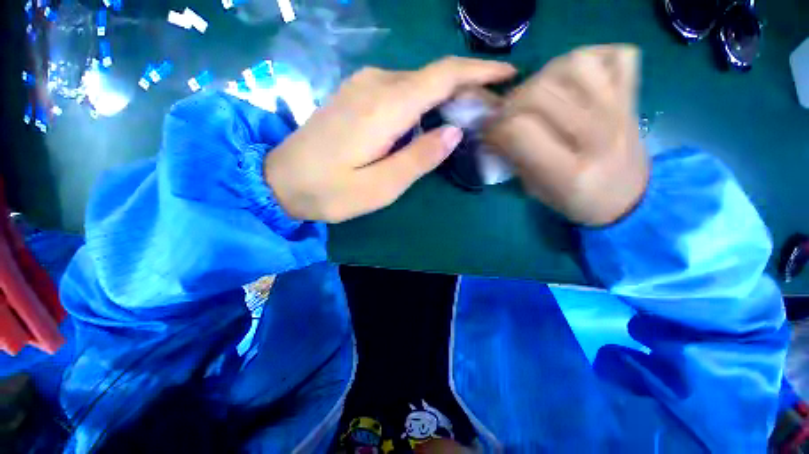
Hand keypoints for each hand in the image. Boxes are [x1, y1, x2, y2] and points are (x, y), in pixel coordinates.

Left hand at [264, 57, 515, 222]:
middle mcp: (375, 85)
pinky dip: (422, 100)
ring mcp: (362, 87)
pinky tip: (429, 118)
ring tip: (465, 117)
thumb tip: (453, 132)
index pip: (442, 76)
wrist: (280, 180)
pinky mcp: (355, 96)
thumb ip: (418, 159)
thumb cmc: (330, 191)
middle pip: (432, 77)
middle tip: (489, 111)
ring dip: (444, 96)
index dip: (478, 72)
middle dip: (466, 88)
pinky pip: (399, 90)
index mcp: (385, 108)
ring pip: (416, 83)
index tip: (508, 75)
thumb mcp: (380, 187)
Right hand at [486, 45, 648, 226]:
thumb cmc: (575, 200)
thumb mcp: (535, 190)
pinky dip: (593, 58)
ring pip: (574, 64)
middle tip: (506, 116)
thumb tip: (491, 131)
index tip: (488, 133)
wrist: (628, 198)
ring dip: (544, 76)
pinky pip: (617, 55)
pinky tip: (575, 79)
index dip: (494, 128)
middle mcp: (597, 137)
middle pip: (539, 93)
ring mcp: (620, 111)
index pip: (519, 130)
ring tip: (537, 95)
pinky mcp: (633, 97)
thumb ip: (513, 158)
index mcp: (568, 172)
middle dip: (510, 103)